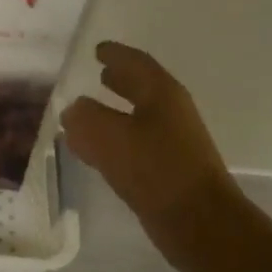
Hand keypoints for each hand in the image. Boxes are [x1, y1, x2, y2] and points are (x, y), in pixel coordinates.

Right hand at [62, 42, 242, 271]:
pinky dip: (115, 140)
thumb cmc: (156, 170)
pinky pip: (134, 145)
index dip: (116, 54)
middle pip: (142, 88)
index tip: (97, 49)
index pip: (136, 63)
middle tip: (99, 73)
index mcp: (162, 94)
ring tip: (88, 112)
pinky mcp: (167, 170)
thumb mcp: (109, 137)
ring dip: (114, 112)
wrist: (199, 222)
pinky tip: (97, 151)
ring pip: (137, 117)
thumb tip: (73, 110)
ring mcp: (172, 142)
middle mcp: (170, 113)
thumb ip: (85, 118)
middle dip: (120, 80)